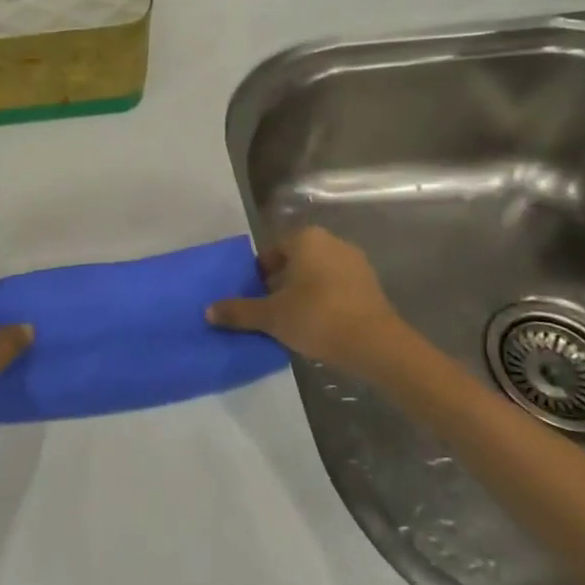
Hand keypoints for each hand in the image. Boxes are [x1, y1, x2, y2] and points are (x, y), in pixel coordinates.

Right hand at [208, 227, 418, 375]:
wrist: (377, 345)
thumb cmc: (317, 318)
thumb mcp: (271, 317)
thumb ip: (239, 311)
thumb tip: (208, 311)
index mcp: (305, 239)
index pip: (272, 250)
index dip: (260, 274)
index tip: (256, 297)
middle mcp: (331, 242)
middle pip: (295, 261)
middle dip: (281, 283)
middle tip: (272, 310)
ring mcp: (355, 262)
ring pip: (317, 274)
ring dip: (304, 292)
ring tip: (294, 321)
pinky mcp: (371, 285)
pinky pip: (337, 287)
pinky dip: (326, 300)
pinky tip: (320, 326)